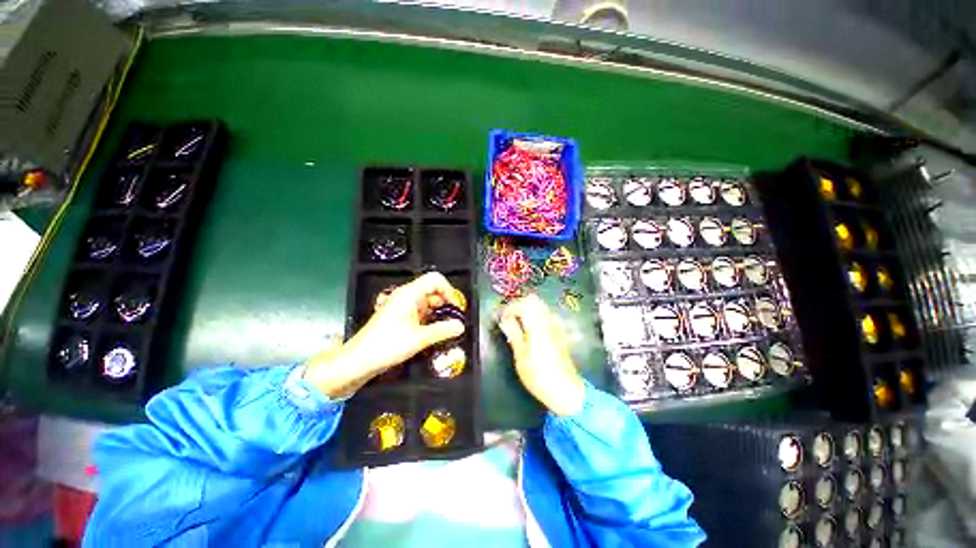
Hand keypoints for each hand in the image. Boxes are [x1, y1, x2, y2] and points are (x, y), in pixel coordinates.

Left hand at [303, 272, 465, 397]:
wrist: (358, 361)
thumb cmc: (386, 346)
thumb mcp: (419, 339)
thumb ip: (442, 330)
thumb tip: (460, 326)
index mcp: (409, 294)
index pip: (435, 279)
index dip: (449, 290)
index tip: (455, 308)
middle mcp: (406, 296)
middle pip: (433, 290)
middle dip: (446, 303)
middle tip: (454, 320)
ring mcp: (402, 306)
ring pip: (428, 302)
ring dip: (439, 313)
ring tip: (446, 329)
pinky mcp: (400, 316)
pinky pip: (421, 312)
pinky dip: (430, 319)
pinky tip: (433, 332)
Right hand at [498, 295, 584, 415]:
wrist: (565, 390)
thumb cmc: (538, 375)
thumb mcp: (521, 357)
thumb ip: (513, 334)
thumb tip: (505, 319)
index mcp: (537, 326)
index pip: (523, 305)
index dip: (509, 308)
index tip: (501, 317)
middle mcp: (548, 322)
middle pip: (534, 301)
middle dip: (518, 304)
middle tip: (508, 316)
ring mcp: (556, 326)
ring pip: (541, 306)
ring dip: (527, 308)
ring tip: (517, 320)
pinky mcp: (559, 332)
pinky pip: (547, 315)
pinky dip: (536, 314)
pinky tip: (530, 326)